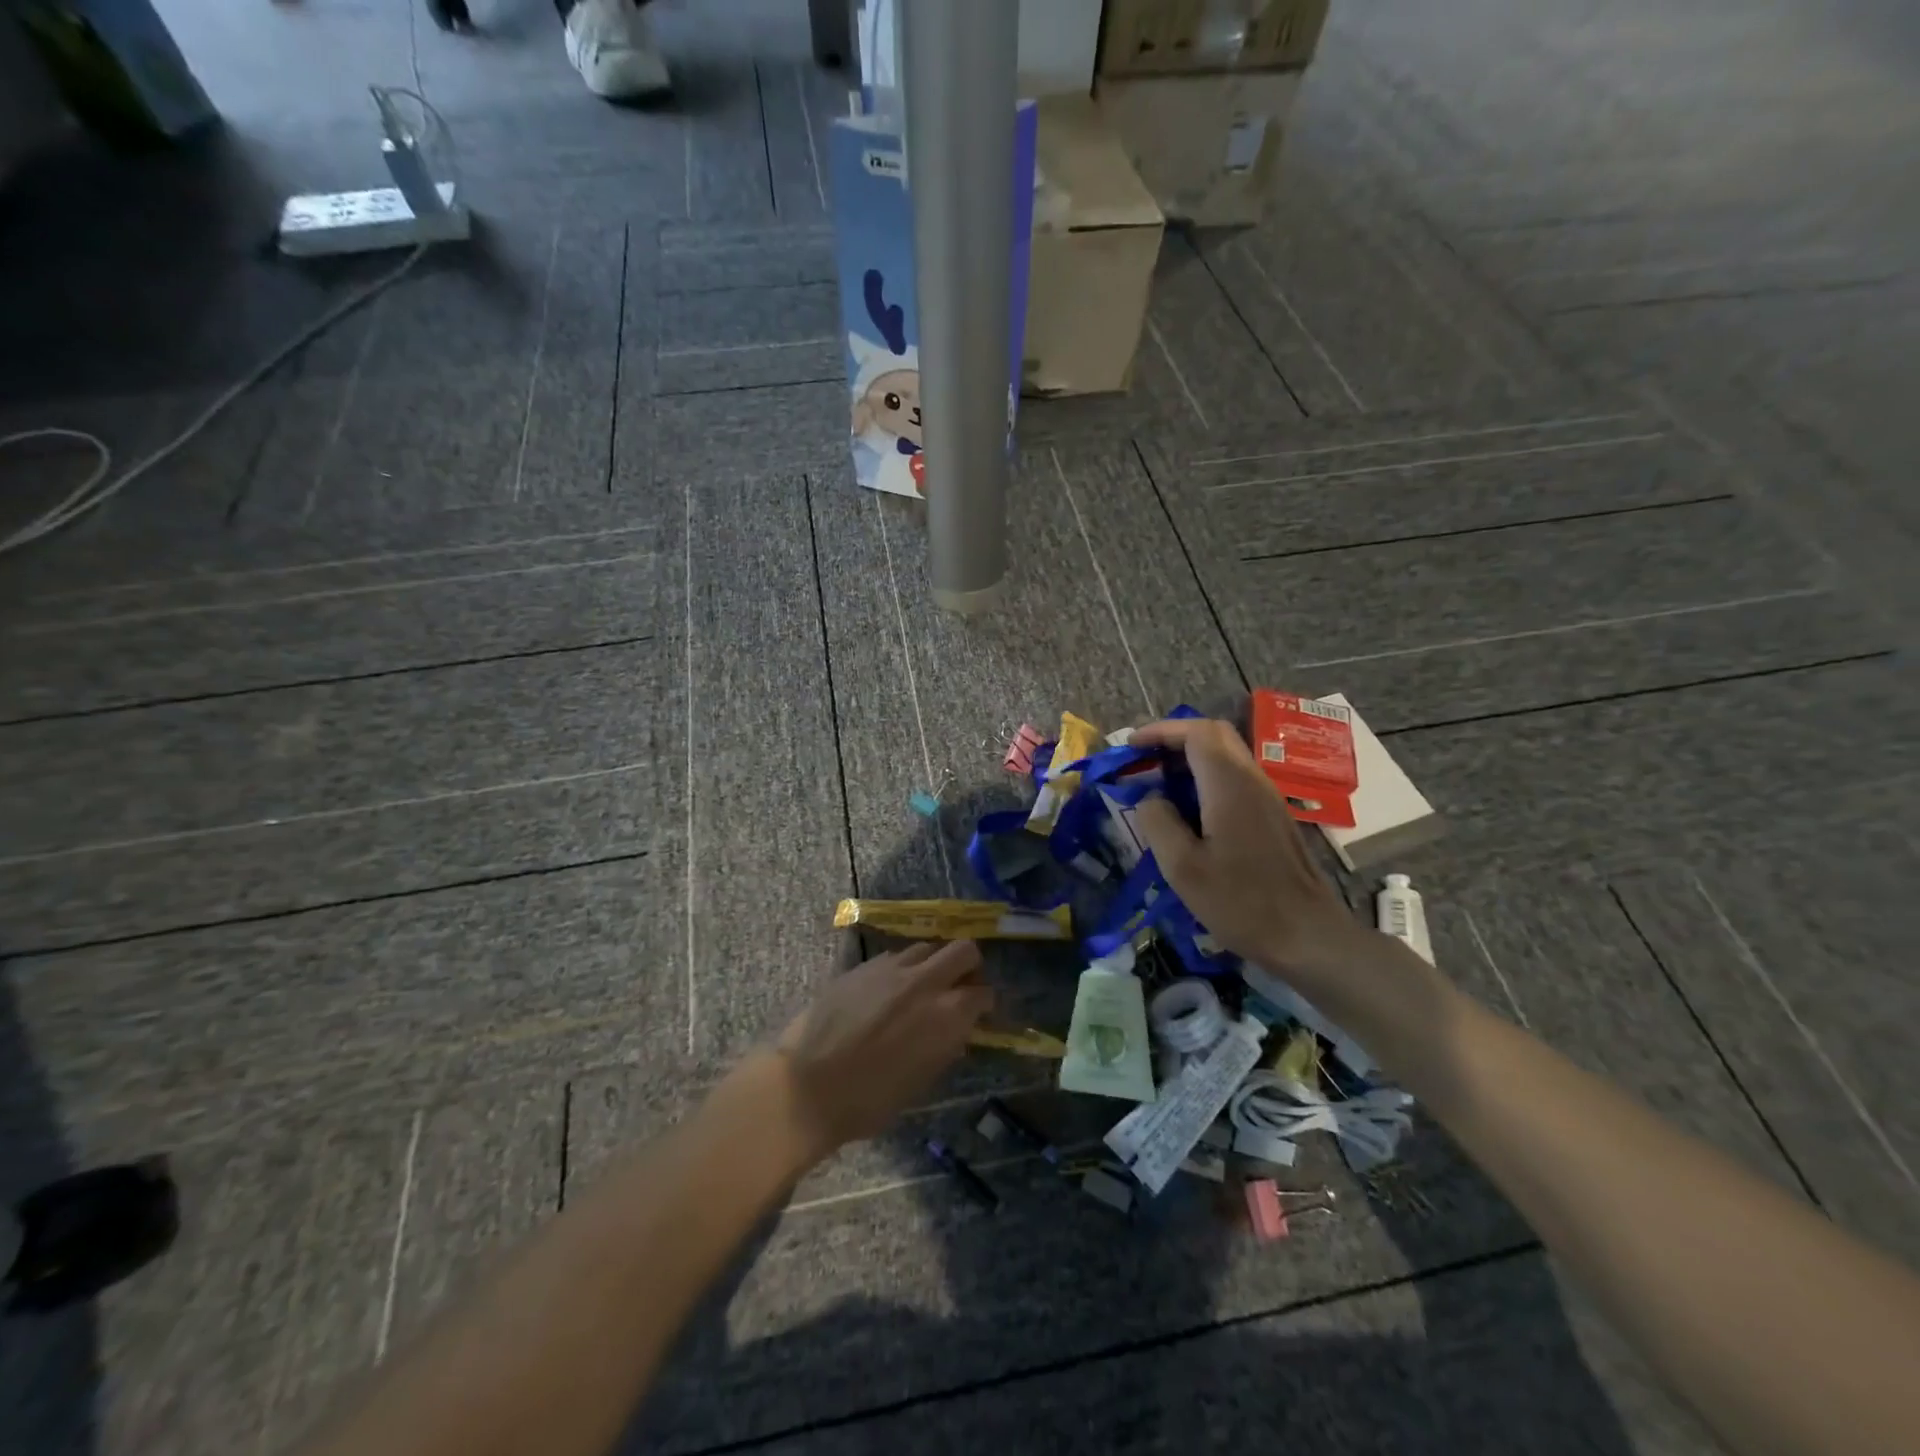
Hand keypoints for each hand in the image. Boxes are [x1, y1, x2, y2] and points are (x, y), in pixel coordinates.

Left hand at [772, 942, 992, 1159]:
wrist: (806, 1087)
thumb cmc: (868, 1101)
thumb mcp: (921, 1082)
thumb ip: (944, 1047)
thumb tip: (956, 1030)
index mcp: (947, 1015)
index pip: (983, 993)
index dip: (985, 1003)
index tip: (980, 1013)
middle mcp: (925, 982)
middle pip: (963, 950)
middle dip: (969, 966)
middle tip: (959, 986)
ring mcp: (892, 968)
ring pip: (927, 947)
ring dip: (932, 963)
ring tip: (921, 986)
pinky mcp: (863, 966)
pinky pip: (895, 956)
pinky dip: (901, 968)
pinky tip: (888, 990)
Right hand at [1130, 716, 1358, 977]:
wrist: (1307, 935)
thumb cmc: (1241, 902)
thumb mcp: (1183, 867)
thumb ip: (1158, 823)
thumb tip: (1150, 799)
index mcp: (1228, 785)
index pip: (1195, 732)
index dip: (1160, 731)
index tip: (1130, 746)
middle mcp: (1252, 780)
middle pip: (1214, 735)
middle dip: (1174, 738)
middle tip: (1143, 759)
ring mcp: (1267, 797)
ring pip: (1227, 756)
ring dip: (1189, 758)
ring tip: (1158, 784)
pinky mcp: (1272, 817)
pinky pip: (1235, 778)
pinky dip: (1205, 778)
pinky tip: (1188, 810)